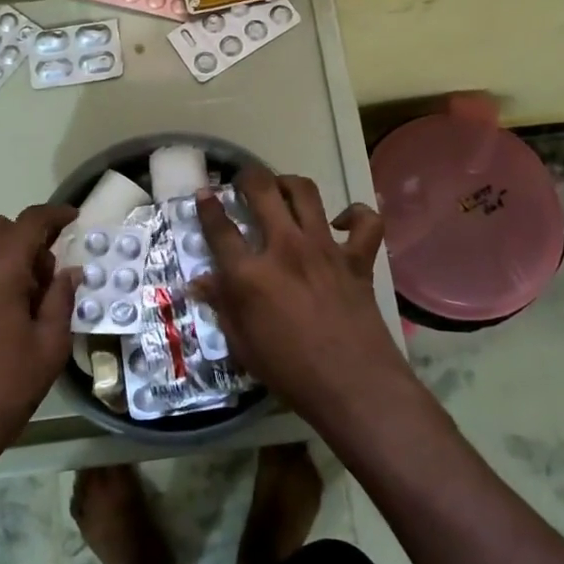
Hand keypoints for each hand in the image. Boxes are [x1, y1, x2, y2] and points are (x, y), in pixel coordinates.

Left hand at [0, 203, 79, 473]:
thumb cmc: (5, 386)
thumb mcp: (50, 344)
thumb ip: (61, 298)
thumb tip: (69, 272)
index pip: (30, 222)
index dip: (55, 216)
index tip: (74, 218)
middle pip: (1, 228)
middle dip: (28, 237)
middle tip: (50, 272)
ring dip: (7, 253)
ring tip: (28, 295)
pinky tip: (4, 308)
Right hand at [191, 167, 414, 433]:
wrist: (353, 385)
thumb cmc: (290, 372)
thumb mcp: (242, 345)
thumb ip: (222, 306)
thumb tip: (198, 282)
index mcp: (250, 274)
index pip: (220, 229)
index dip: (207, 207)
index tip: (203, 194)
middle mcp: (285, 248)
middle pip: (262, 191)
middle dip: (248, 178)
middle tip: (244, 182)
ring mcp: (324, 248)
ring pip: (305, 192)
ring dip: (289, 183)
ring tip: (282, 189)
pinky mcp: (357, 258)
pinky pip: (365, 221)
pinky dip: (355, 215)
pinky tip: (341, 223)